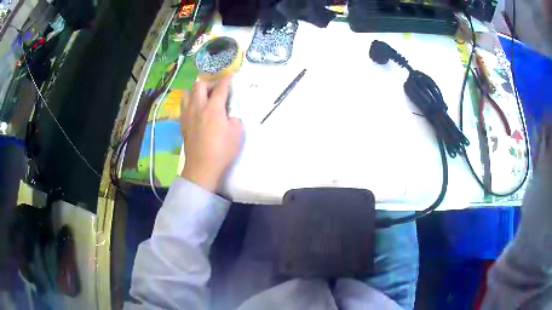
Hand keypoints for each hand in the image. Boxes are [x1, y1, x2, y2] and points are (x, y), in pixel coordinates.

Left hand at [180, 77, 243, 191]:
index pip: (220, 87)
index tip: (230, 75)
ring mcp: (188, 115)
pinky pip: (184, 106)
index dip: (226, 79)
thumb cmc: (222, 150)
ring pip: (187, 93)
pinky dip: (190, 102)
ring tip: (203, 97)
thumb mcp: (237, 132)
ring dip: (196, 91)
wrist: (202, 166)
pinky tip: (196, 110)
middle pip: (199, 85)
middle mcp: (198, 106)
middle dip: (209, 82)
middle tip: (217, 89)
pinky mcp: (183, 124)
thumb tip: (228, 112)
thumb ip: (234, 116)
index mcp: (213, 107)